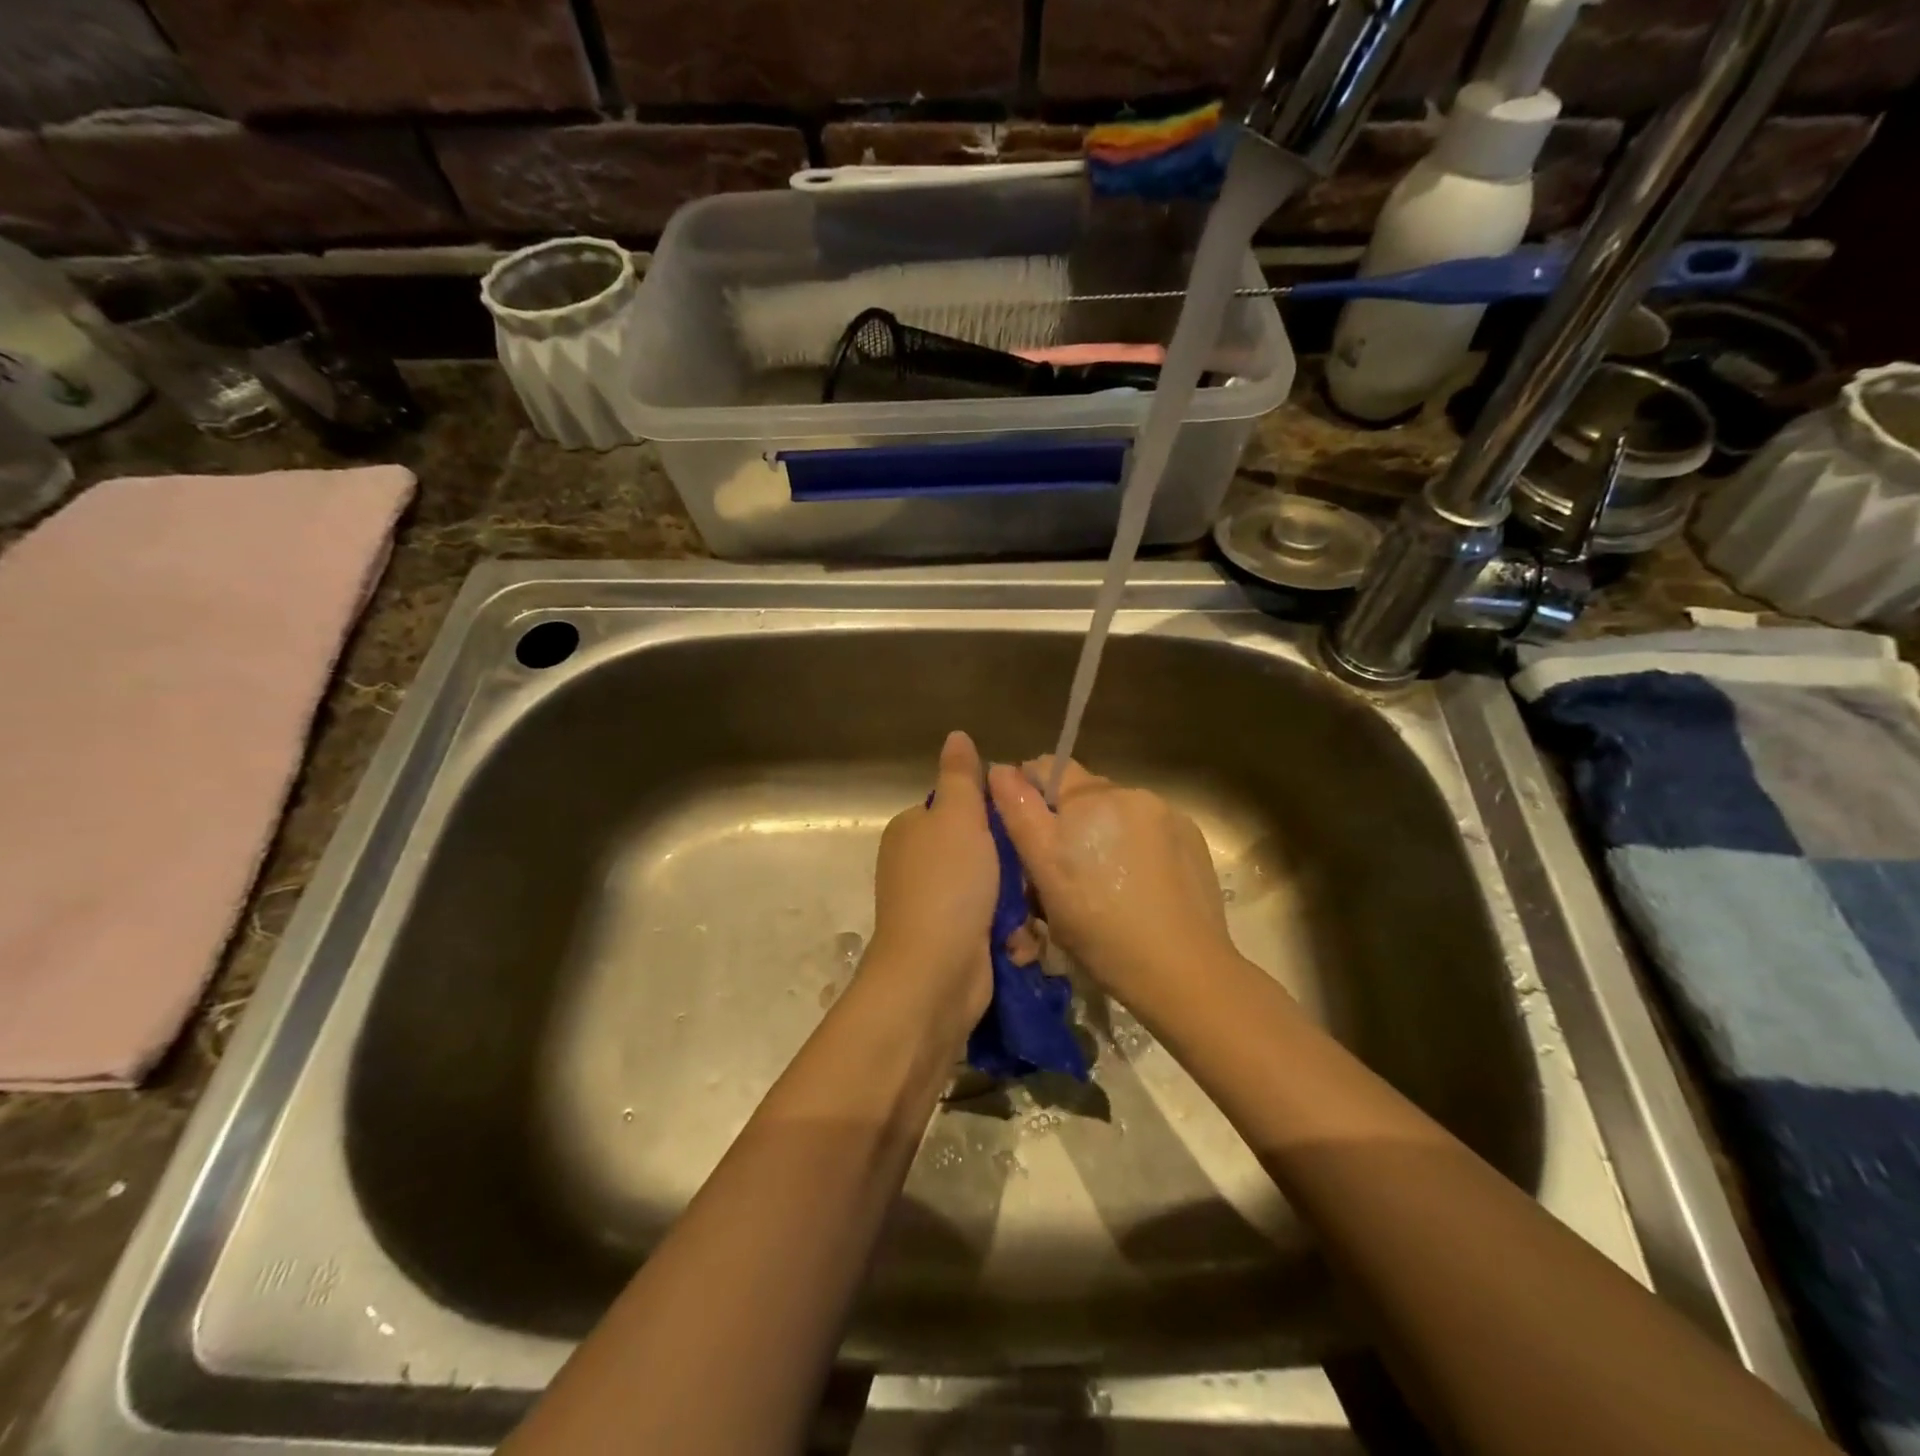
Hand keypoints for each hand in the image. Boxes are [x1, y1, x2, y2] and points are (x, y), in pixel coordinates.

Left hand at [865, 731, 997, 1033]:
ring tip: (1021, 918)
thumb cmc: (948, 886)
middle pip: (983, 851)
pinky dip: (1009, 935)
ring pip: (995, 890)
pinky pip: (994, 925)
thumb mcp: (958, 818)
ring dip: (1016, 906)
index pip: (961, 808)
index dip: (994, 815)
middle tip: (1026, 878)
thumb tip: (957, 735)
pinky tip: (1015, 945)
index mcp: (913, 830)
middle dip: (1011, 869)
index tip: (1021, 826)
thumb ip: (961, 777)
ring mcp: (936, 906)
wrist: (934, 974)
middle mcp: (919, 865)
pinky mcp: (955, 941)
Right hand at [988, 756, 1237, 1017]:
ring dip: (1103, 832)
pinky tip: (1139, 885)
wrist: (1181, 969)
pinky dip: (1136, 846)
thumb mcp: (1045, 873)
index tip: (1026, 834)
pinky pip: (1149, 830)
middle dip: (1068, 820)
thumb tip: (1000, 769)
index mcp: (1089, 797)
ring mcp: (1166, 814)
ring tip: (1105, 882)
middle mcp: (1129, 792)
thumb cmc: (1098, 926)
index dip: (1028, 794)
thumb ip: (1020, 813)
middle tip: (1061, 869)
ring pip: (1116, 813)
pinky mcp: (1192, 839)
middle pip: (1083, 793)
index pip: (1046, 767)